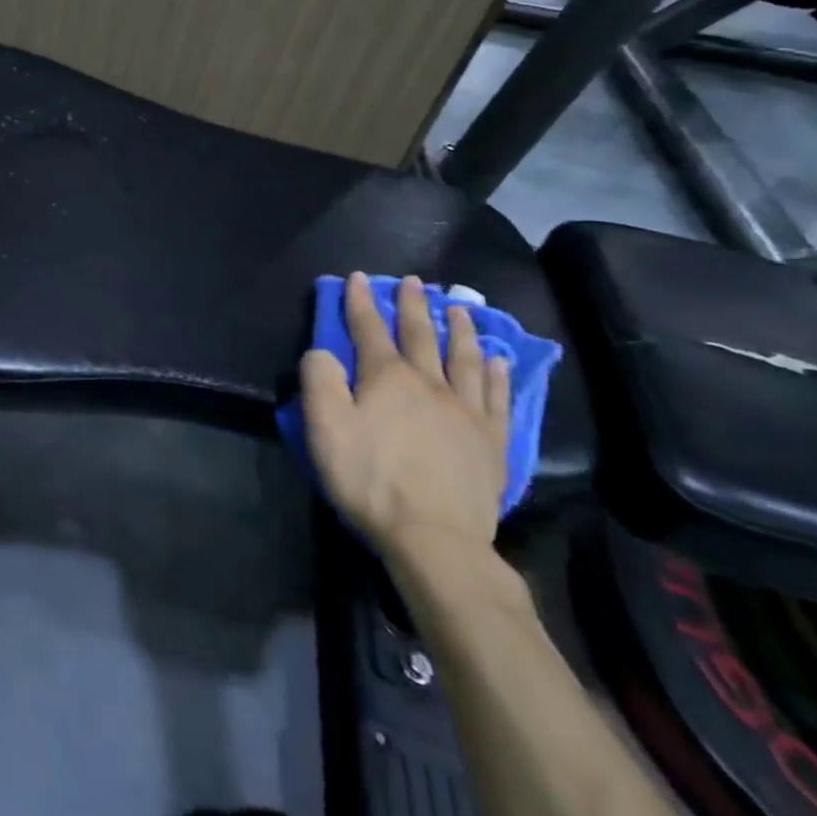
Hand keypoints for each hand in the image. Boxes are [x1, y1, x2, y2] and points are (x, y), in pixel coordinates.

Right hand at [299, 273, 510, 567]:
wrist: (435, 538)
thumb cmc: (370, 478)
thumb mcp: (324, 427)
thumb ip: (319, 379)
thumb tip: (323, 351)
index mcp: (386, 377)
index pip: (369, 328)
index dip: (361, 301)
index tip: (358, 277)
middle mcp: (430, 383)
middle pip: (421, 335)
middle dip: (413, 306)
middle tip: (414, 282)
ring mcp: (467, 412)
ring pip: (465, 359)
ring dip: (459, 330)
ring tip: (459, 309)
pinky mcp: (493, 442)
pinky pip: (498, 397)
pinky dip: (497, 374)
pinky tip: (497, 360)